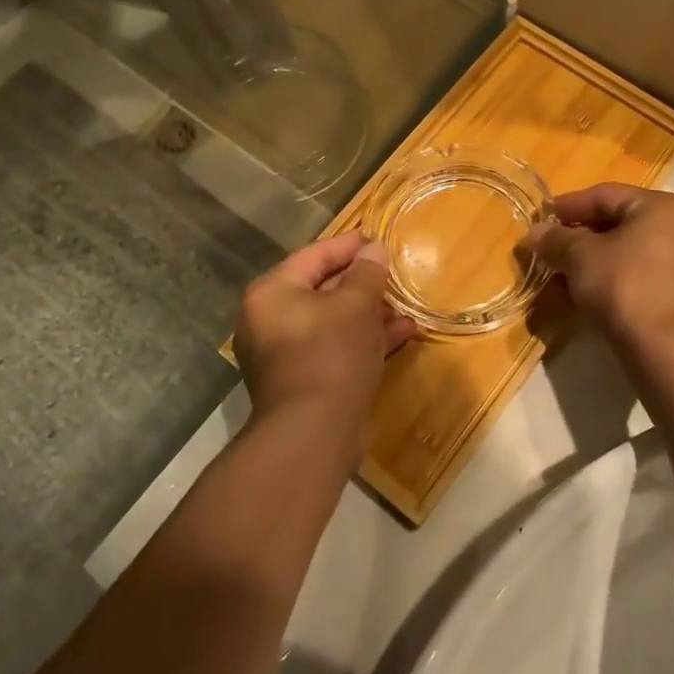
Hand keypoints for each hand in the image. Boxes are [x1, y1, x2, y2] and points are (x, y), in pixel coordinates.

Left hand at [234, 232, 417, 466]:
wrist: (313, 434)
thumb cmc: (331, 354)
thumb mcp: (356, 305)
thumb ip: (367, 273)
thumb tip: (373, 250)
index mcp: (272, 293)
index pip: (313, 256)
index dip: (348, 246)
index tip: (376, 238)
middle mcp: (270, 320)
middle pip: (321, 289)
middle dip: (361, 283)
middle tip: (393, 273)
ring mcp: (285, 354)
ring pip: (332, 322)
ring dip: (368, 313)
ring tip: (403, 305)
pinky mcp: (304, 381)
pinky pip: (335, 348)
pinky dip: (363, 340)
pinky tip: (401, 334)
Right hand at [526, 185, 673, 356]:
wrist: (673, 351)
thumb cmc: (625, 287)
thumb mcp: (580, 258)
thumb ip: (556, 240)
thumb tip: (537, 233)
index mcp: (663, 207)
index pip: (606, 195)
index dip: (569, 206)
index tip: (542, 220)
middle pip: (621, 228)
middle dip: (581, 244)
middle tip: (551, 258)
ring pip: (633, 259)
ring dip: (596, 269)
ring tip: (564, 289)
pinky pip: (648, 283)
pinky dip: (618, 288)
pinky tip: (592, 306)